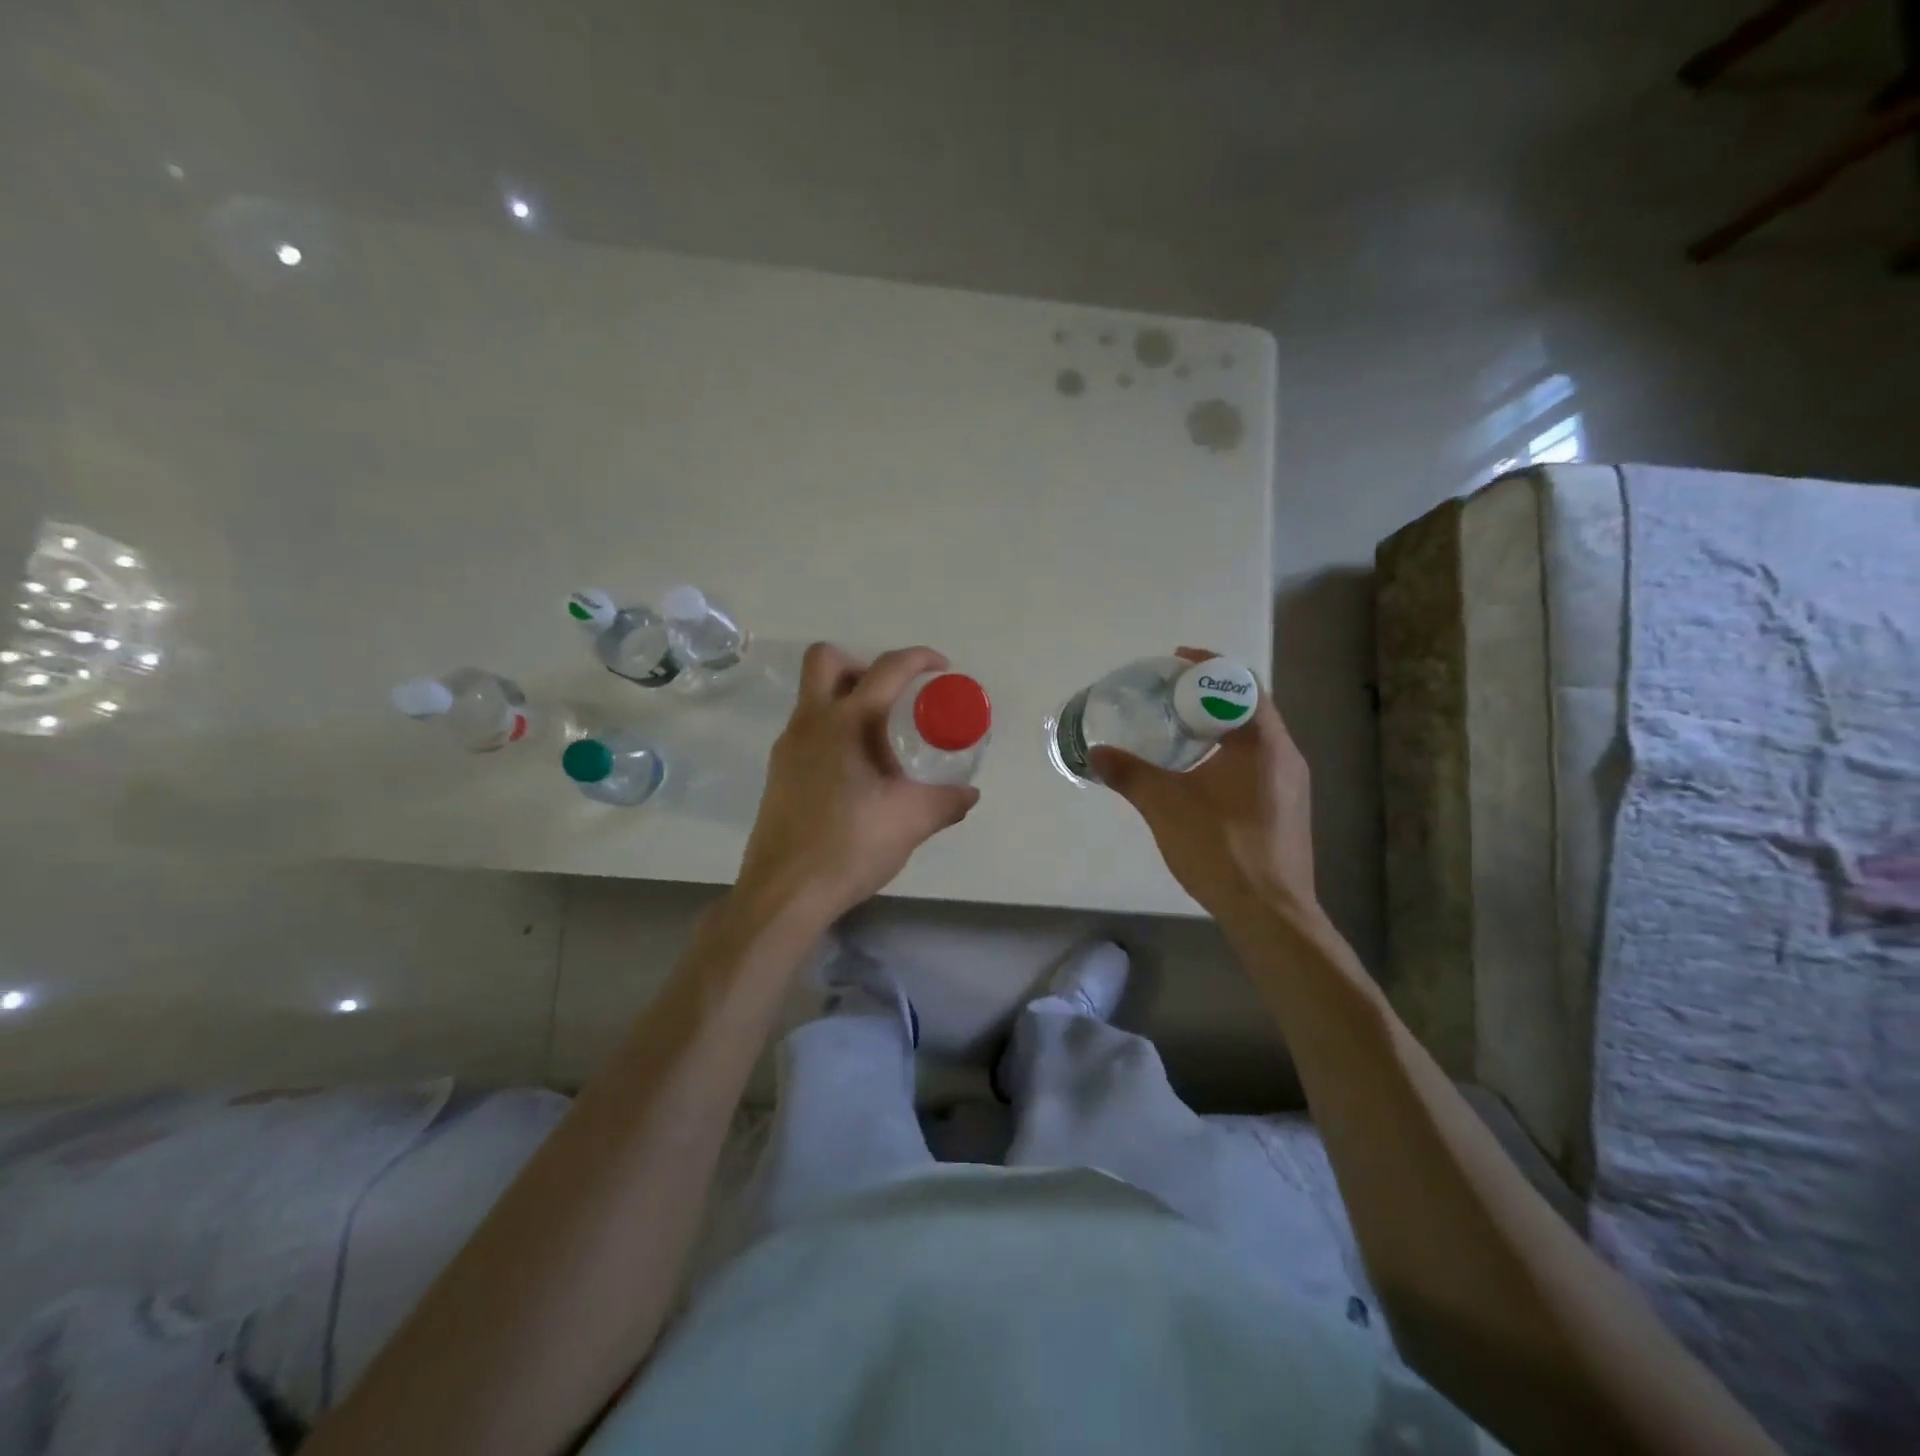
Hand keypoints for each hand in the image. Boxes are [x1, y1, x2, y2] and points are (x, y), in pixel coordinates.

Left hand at [735, 643, 980, 924]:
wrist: (786, 892)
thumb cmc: (850, 846)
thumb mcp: (911, 821)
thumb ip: (946, 801)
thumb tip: (968, 793)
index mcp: (847, 723)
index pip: (886, 669)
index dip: (919, 659)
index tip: (941, 670)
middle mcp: (810, 723)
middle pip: (826, 660)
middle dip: (861, 664)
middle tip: (892, 697)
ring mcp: (788, 747)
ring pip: (813, 697)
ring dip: (846, 700)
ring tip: (881, 741)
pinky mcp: (778, 772)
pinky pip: (807, 731)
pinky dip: (833, 732)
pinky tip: (856, 774)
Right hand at [1090, 647, 1315, 921]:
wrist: (1270, 912)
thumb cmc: (1220, 847)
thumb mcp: (1165, 805)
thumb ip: (1129, 773)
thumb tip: (1096, 752)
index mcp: (1264, 742)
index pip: (1240, 683)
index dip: (1208, 666)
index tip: (1175, 663)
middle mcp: (1286, 755)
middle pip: (1249, 707)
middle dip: (1210, 695)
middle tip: (1170, 696)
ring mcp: (1292, 785)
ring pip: (1256, 738)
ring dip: (1221, 726)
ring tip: (1181, 731)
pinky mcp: (1288, 810)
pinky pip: (1259, 763)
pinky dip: (1230, 754)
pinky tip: (1201, 776)